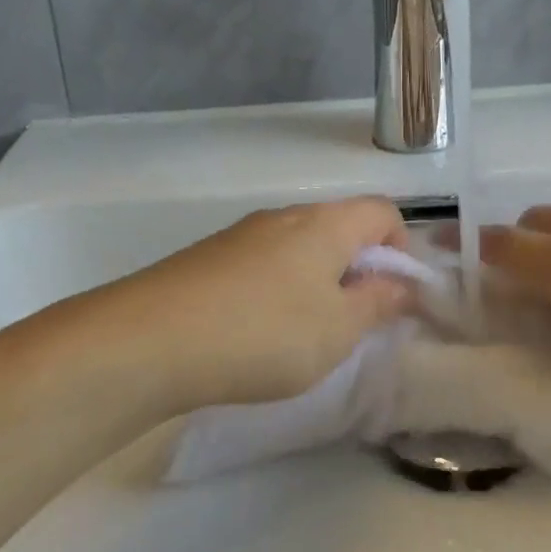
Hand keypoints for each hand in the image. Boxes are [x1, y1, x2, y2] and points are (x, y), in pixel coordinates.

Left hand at [65, 197, 412, 409]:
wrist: (148, 340)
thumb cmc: (264, 333)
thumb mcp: (337, 331)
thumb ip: (377, 303)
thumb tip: (401, 284)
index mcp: (326, 224)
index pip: (382, 211)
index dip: (401, 247)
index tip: (394, 294)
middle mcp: (285, 217)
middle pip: (339, 226)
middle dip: (358, 268)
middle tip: (353, 320)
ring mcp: (242, 234)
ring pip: (298, 246)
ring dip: (316, 280)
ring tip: (305, 332)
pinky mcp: (209, 257)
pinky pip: (262, 262)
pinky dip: (277, 288)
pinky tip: (257, 331)